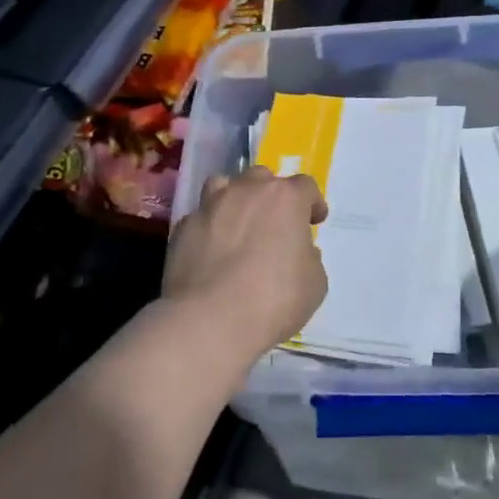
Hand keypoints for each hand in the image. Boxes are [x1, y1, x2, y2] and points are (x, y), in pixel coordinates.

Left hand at [163, 166, 328, 362]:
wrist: (210, 320)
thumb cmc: (274, 299)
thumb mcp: (314, 283)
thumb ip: (309, 258)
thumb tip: (298, 251)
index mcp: (285, 198)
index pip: (305, 186)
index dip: (312, 203)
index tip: (314, 221)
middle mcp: (247, 191)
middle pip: (263, 178)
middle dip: (271, 196)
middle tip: (275, 223)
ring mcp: (211, 206)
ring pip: (224, 185)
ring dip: (235, 199)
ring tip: (238, 223)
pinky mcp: (183, 227)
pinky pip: (201, 217)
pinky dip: (209, 227)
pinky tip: (210, 250)